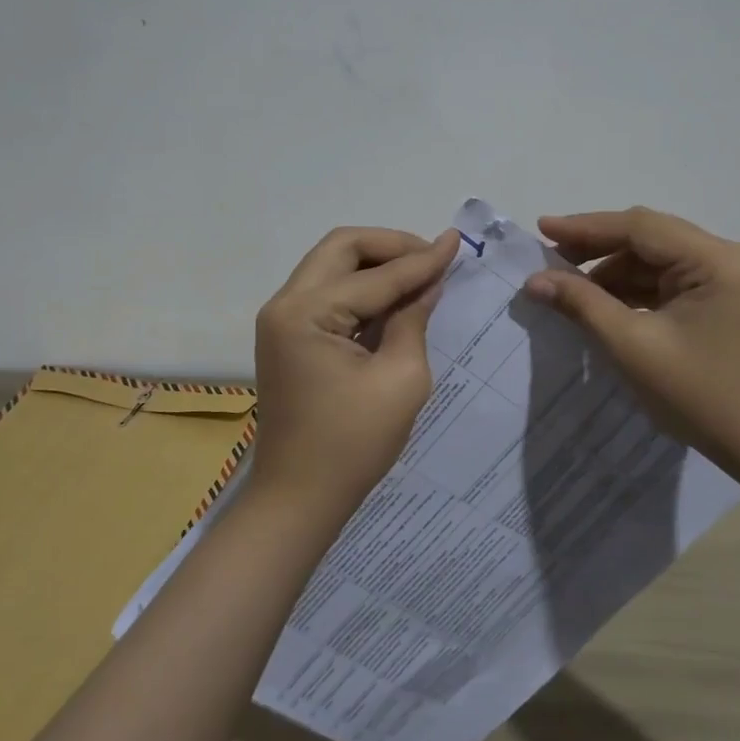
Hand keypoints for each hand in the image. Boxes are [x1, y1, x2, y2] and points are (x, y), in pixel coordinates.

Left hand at [251, 227, 458, 506]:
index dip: (421, 259)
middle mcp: (285, 305)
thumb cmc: (352, 445)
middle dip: (390, 246)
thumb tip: (429, 283)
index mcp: (306, 313)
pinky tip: (395, 298)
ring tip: (420, 273)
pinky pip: (327, 293)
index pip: (374, 276)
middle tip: (432, 257)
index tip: (457, 242)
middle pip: (340, 248)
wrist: (298, 499)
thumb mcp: (400, 379)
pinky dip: (361, 287)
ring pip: (331, 266)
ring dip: (375, 264)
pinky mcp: (289, 338)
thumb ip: (413, 320)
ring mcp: (282, 321)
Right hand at [525, 207, 739, 464]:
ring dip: (610, 271)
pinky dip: (628, 289)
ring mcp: (720, 279)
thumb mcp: (631, 346)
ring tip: (565, 285)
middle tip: (548, 257)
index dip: (586, 227)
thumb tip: (535, 280)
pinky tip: (597, 302)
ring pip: (652, 260)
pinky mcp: (713, 301)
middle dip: (595, 247)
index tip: (541, 229)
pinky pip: (662, 282)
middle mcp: (722, 258)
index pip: (640, 227)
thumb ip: (582, 304)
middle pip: (647, 237)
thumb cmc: (697, 395)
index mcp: (713, 260)